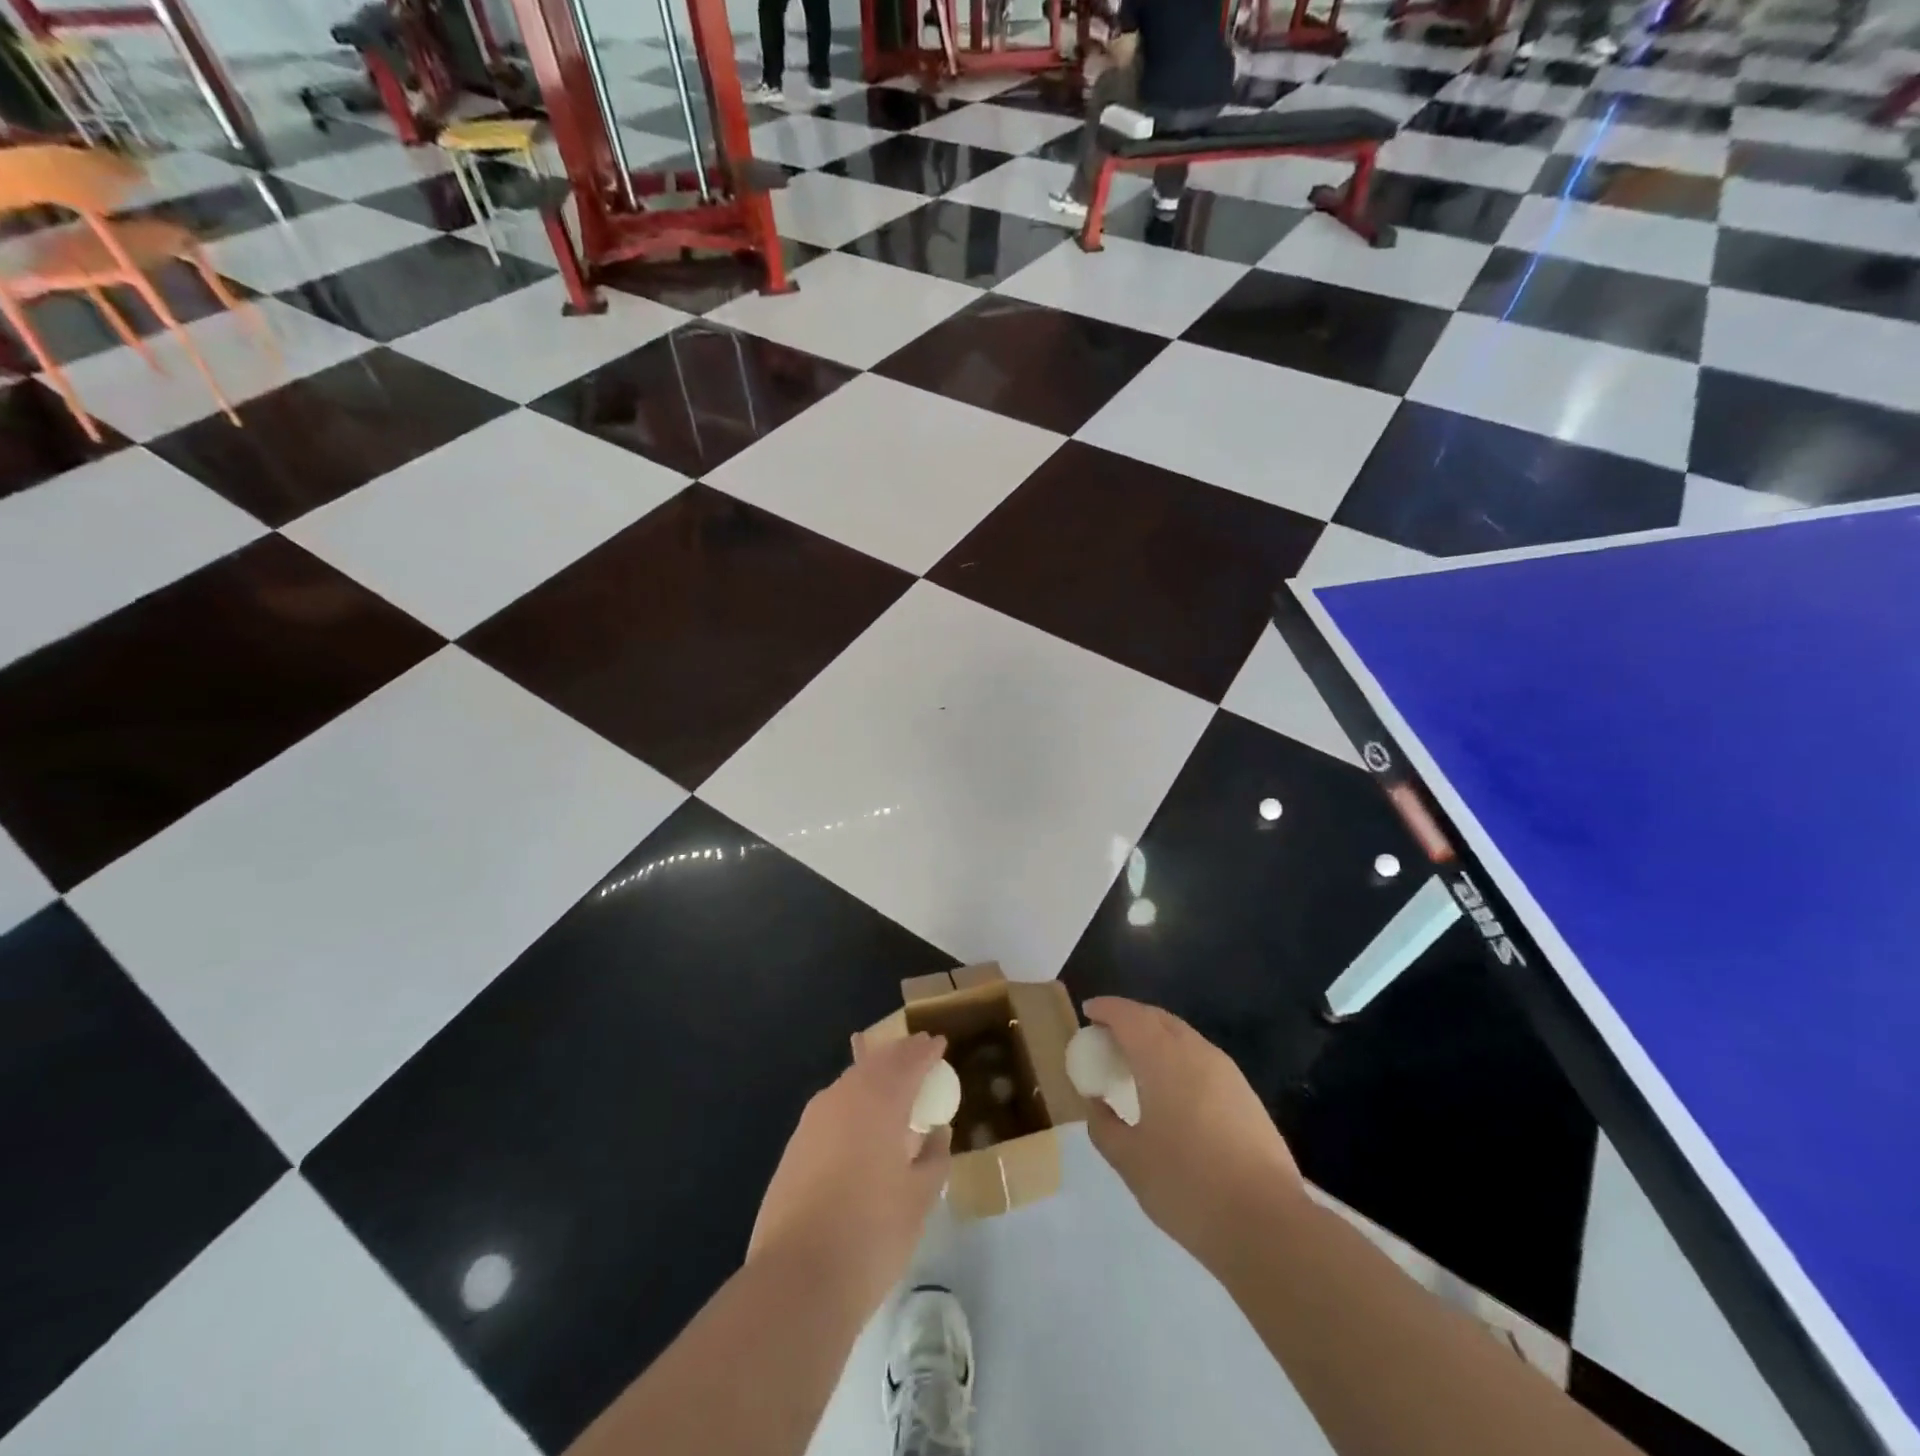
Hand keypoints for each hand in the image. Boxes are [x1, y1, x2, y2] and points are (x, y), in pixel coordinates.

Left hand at [747, 1033, 952, 1315]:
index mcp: (879, 1100)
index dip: (926, 1051)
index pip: (909, 1060)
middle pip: (876, 1063)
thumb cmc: (871, 1234)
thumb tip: (936, 1132)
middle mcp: (843, 1096)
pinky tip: (863, 1124)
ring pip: (851, 1083)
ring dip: (875, 1077)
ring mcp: (813, 1120)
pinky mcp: (795, 1146)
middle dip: (900, 1056)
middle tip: (920, 1055)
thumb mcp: (920, 1198)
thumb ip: (934, 1157)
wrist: (796, 1279)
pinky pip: (833, 1108)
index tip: (940, 1044)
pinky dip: (854, 1103)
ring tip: (895, 1088)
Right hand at [1082, 997, 1306, 1270]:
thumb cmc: (1188, 1186)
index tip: (1088, 1013)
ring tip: (1137, 1063)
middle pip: (1157, 1018)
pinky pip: (1202, 1059)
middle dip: (1130, 1019)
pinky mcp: (1245, 1095)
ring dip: (1156, 1038)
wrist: (1268, 1224)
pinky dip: (1178, 1059)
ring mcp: (1226, 1072)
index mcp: (1163, 1058)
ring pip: (1183, 1037)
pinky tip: (1172, 1091)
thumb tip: (1096, 1103)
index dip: (1105, 1009)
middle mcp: (1196, 1052)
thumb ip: (1104, 1126)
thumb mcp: (1130, 1161)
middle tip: (1108, 1037)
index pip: (1129, 1016)